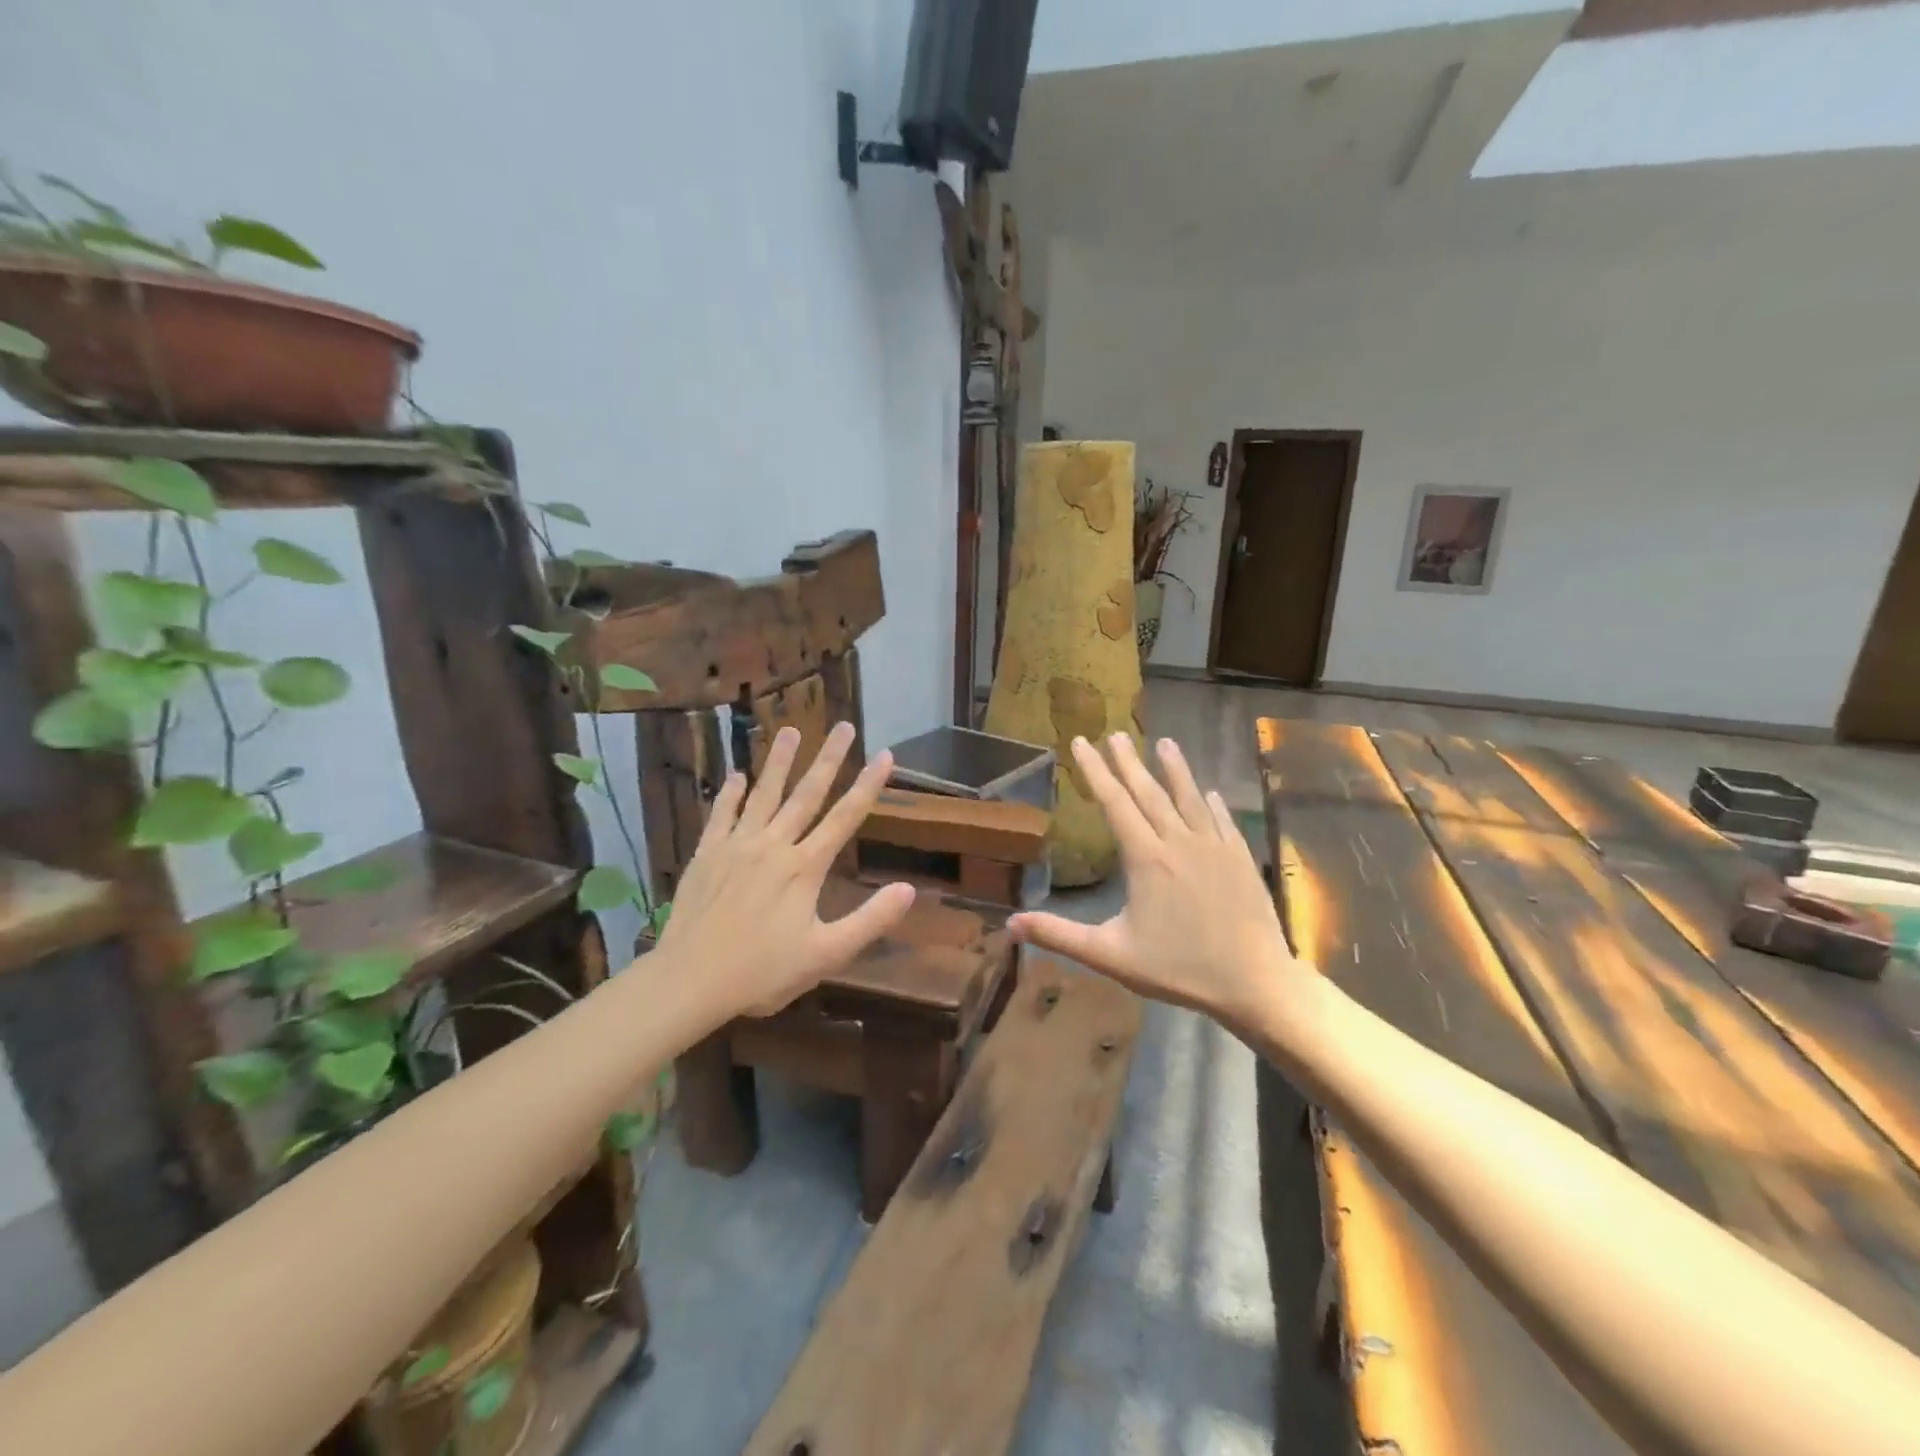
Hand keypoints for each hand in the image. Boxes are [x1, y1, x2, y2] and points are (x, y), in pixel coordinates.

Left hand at [657, 721, 915, 1017]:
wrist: (689, 981)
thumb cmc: (761, 972)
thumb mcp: (826, 955)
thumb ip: (869, 920)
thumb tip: (908, 889)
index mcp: (804, 867)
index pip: (845, 817)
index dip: (868, 786)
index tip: (884, 755)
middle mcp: (774, 845)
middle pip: (806, 794)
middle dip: (828, 759)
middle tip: (843, 726)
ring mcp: (736, 846)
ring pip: (763, 794)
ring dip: (779, 761)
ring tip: (791, 730)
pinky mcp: (706, 854)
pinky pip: (721, 814)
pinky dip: (730, 794)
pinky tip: (737, 775)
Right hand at [1009, 734, 1299, 1032]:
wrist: (1255, 982)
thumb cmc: (1179, 968)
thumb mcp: (1110, 955)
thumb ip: (1060, 935)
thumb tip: (1010, 924)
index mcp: (1146, 858)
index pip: (1114, 803)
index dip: (1095, 770)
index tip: (1081, 742)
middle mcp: (1179, 841)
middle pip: (1149, 792)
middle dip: (1128, 761)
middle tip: (1115, 734)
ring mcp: (1214, 847)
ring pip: (1189, 798)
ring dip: (1175, 769)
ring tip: (1164, 742)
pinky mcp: (1241, 859)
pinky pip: (1222, 820)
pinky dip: (1211, 802)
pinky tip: (1208, 792)